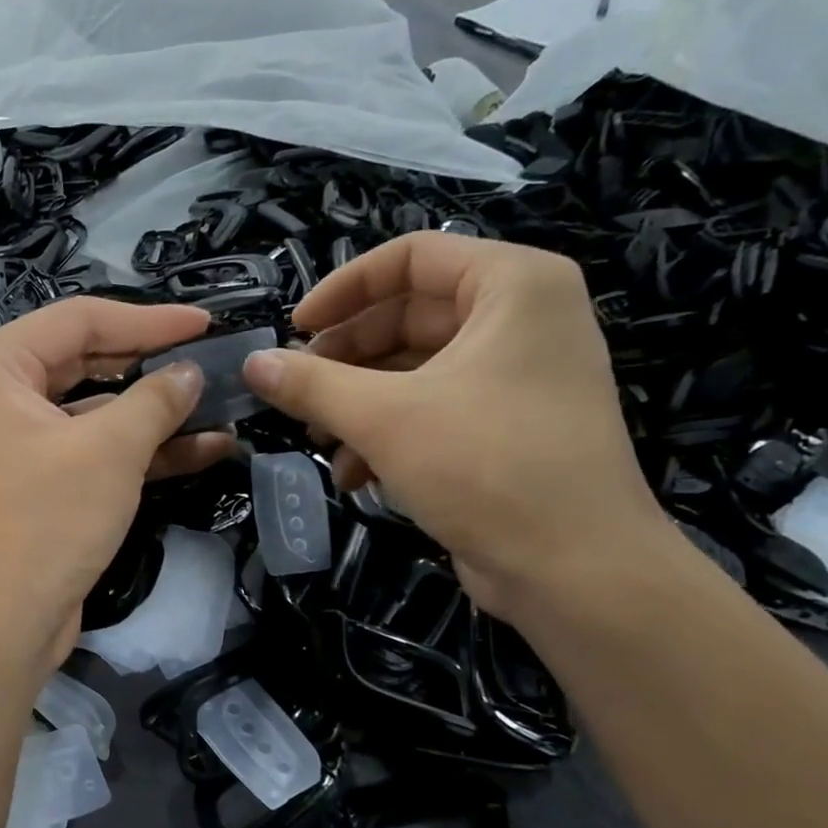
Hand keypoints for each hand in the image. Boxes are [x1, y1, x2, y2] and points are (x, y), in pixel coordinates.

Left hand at [0, 298, 234, 664]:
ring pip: (97, 411)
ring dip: (157, 413)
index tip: (206, 323)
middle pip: (88, 361)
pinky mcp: (41, 485)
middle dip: (153, 365)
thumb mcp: (110, 450)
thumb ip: (156, 400)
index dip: (149, 319)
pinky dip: (143, 451)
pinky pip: (96, 451)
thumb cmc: (46, 520)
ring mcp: (20, 443)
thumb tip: (190, 372)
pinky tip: (204, 450)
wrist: (0, 622)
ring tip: (222, 406)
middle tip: (214, 360)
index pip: (81, 319)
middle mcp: (0, 396)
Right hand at [242, 232, 669, 619]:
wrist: (575, 570)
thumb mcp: (383, 418)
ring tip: (317, 441)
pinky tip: (354, 476)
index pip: (411, 256)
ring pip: (414, 369)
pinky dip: (388, 434)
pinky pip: (433, 409)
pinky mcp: (507, 427)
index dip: (343, 289)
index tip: (294, 330)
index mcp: (513, 286)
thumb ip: (311, 385)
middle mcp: (522, 320)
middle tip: (295, 392)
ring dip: (357, 403)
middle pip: (408, 316)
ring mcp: (518, 376)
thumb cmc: (485, 466)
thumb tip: (252, 364)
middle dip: (344, 359)